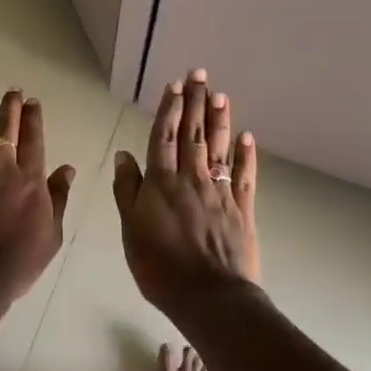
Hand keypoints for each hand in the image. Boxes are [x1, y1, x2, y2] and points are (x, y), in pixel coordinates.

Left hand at [0, 90, 74, 344]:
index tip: (32, 102)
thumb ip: (58, 198)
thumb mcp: (51, 235)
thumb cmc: (18, 262)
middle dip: (9, 106)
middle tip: (11, 91)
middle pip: (5, 128)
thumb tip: (67, 169)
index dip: (33, 117)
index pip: (33, 138)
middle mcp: (0, 167)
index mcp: (29, 179)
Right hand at [112, 69, 259, 317]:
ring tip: (221, 95)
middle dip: (196, 102)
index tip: (175, 85)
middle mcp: (191, 178)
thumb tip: (124, 155)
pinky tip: (247, 138)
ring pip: (218, 148)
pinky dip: (245, 155)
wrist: (209, 296)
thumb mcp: (130, 229)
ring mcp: (220, 192)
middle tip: (200, 75)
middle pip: (193, 134)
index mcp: (161, 182)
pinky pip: (244, 176)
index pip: (165, 136)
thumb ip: (127, 190)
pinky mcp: (242, 209)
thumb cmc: (160, 266)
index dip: (169, 109)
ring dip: (219, 120)